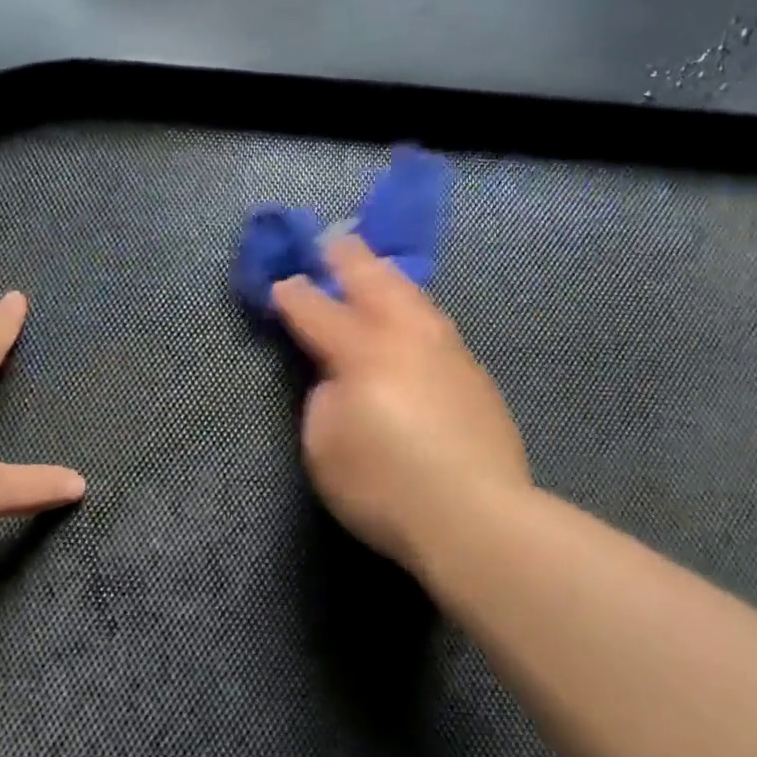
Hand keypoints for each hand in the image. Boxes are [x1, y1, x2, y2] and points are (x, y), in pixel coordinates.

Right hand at [272, 235, 530, 572]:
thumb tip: (336, 374)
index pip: (318, 311)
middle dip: (348, 259)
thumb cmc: (384, 486)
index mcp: (362, 351)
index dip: (294, 295)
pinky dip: (417, 309)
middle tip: (334, 240)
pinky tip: (416, 318)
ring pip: (415, 297)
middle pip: (374, 282)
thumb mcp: (325, 446)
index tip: (281, 283)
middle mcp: (407, 337)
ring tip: (377, 268)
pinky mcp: (474, 374)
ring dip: (389, 278)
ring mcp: (448, 351)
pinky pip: (437, 324)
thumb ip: (323, 397)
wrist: (475, 516)